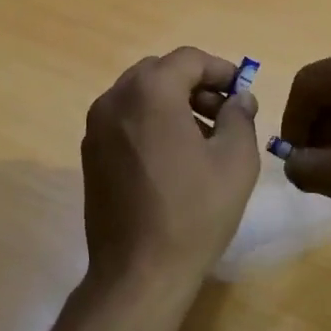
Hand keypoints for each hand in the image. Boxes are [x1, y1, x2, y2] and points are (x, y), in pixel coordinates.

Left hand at [81, 48, 260, 291]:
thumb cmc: (194, 212)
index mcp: (150, 93)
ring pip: (138, 96)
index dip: (220, 70)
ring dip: (171, 104)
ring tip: (202, 138)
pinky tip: (173, 159)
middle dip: (194, 85)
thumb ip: (240, 117)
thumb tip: (239, 98)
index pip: (188, 59)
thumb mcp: (235, 161)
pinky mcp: (89, 156)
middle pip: (159, 73)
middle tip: (223, 114)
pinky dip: (150, 124)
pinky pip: (124, 122)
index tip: (241, 92)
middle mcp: (114, 100)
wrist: (139, 271)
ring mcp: (95, 129)